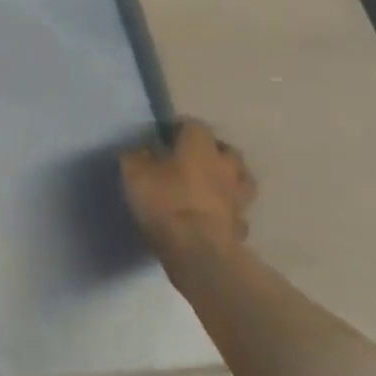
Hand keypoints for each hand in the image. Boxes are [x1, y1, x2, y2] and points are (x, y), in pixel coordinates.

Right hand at [120, 119, 257, 258]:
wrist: (198, 250)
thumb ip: (136, 156)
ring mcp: (238, 197)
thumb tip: (141, 152)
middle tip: (188, 161)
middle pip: (224, 150)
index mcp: (200, 146)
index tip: (162, 138)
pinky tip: (212, 217)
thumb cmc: (165, 201)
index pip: (193, 125)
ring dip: (225, 180)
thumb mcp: (134, 172)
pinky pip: (235, 211)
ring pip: (238, 179)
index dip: (177, 129)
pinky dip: (226, 211)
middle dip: (208, 152)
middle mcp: (225, 166)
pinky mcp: (241, 225)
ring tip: (207, 187)